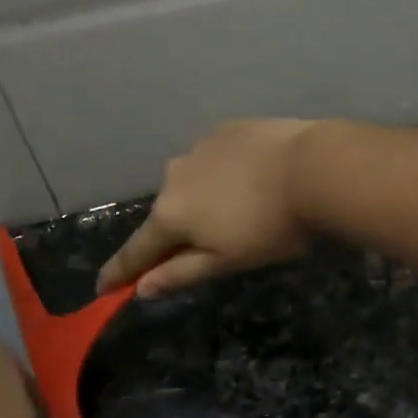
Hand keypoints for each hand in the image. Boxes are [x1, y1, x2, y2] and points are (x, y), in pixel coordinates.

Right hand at [99, 119, 317, 297]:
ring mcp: (199, 147)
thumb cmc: (272, 228)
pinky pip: (215, 158)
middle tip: (213, 245)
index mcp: (170, 215)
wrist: (315, 169)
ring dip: (204, 198)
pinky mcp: (226, 128)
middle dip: (179, 231)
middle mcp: (173, 177)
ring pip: (192, 182)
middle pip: (168, 214)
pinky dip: (225, 172)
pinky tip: (253, 177)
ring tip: (242, 208)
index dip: (119, 272)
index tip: (103, 288)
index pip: (137, 251)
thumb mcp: (227, 261)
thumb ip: (180, 273)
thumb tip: (140, 288)